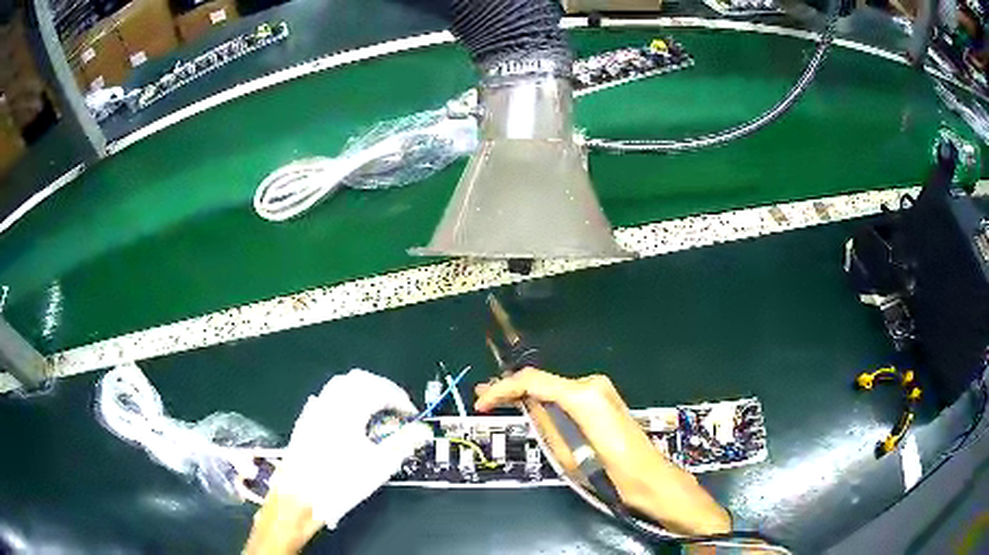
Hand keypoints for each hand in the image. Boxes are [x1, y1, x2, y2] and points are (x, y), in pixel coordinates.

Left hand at [246, 370, 431, 553]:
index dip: (399, 398)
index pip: (379, 389)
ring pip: (339, 385)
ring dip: (361, 390)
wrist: (299, 496)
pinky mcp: (304, 421)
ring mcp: (314, 410)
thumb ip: (403, 444)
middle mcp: (330, 403)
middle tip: (395, 406)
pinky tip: (347, 418)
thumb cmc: (340, 483)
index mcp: (349, 410)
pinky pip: (326, 398)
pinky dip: (343, 400)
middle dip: (380, 388)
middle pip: (358, 379)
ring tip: (374, 410)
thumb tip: (422, 430)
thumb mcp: (379, 466)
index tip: (411, 413)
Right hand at [475, 368, 730, 535]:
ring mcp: (601, 389)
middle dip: (512, 388)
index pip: (533, 381)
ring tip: (502, 402)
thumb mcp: (568, 453)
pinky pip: (567, 395)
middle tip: (485, 398)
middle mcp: (592, 384)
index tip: (481, 402)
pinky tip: (531, 406)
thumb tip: (524, 405)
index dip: (502, 389)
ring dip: (528, 394)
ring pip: (554, 387)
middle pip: (543, 380)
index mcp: (583, 395)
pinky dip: (546, 400)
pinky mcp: (605, 399)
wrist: (649, 479)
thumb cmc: (610, 473)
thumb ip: (545, 423)